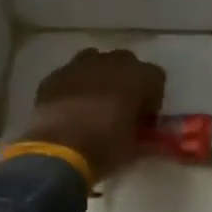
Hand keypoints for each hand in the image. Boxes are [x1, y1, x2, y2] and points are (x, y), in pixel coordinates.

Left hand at [17, 48, 166, 182]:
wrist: (57, 150)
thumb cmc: (105, 147)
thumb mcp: (134, 146)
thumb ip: (142, 133)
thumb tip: (144, 134)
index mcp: (139, 77)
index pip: (156, 77)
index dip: (152, 97)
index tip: (144, 117)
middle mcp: (112, 63)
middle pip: (126, 62)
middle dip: (126, 81)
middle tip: (121, 107)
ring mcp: (80, 65)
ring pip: (96, 61)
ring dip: (100, 76)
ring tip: (95, 102)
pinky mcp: (55, 75)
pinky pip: (71, 73)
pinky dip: (74, 86)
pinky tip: (70, 107)